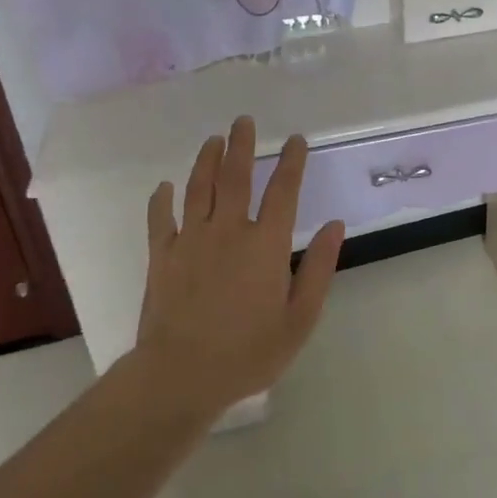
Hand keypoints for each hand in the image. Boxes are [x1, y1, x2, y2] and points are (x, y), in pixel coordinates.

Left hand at [135, 116, 345, 419]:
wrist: (181, 376)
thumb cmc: (248, 352)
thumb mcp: (300, 318)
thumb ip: (320, 268)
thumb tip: (336, 226)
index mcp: (266, 244)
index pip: (283, 191)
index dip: (292, 163)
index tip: (296, 140)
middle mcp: (228, 231)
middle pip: (236, 177)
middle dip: (242, 145)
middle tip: (243, 121)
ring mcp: (191, 240)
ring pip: (198, 188)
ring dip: (207, 160)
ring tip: (213, 140)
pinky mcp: (161, 256)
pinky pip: (160, 218)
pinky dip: (162, 199)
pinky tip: (164, 186)